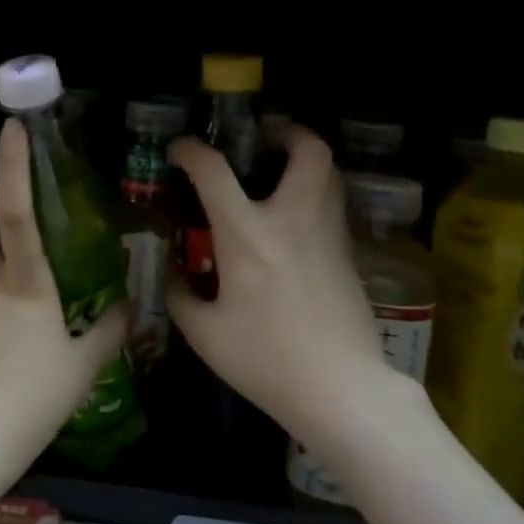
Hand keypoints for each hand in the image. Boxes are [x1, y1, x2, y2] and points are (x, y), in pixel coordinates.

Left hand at [0, 119, 127, 487]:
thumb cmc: (31, 399)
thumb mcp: (81, 368)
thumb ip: (106, 334)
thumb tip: (129, 311)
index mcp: (25, 284)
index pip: (17, 212)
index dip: (14, 167)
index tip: (11, 129)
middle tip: (23, 244)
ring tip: (27, 329)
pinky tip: (6, 362)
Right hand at [166, 126, 416, 438]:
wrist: (341, 390)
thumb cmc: (265, 360)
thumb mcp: (205, 334)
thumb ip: (181, 297)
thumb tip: (174, 278)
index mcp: (247, 233)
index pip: (214, 171)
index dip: (191, 151)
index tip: (180, 151)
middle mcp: (292, 219)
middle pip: (307, 150)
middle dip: (286, 133)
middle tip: (264, 143)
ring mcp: (328, 234)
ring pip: (330, 173)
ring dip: (306, 161)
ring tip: (280, 176)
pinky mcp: (349, 255)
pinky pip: (333, 205)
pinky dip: (315, 195)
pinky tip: (294, 223)